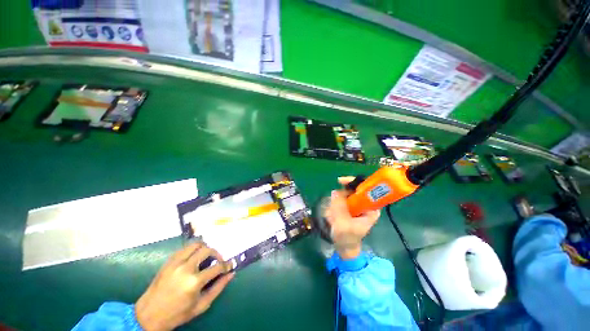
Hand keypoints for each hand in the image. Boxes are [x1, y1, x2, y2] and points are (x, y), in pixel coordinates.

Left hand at [135, 242, 233, 330]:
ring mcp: (175, 263)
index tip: (229, 265)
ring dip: (205, 248)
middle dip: (217, 253)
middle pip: (207, 250)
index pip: (217, 266)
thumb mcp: (201, 305)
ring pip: (196, 244)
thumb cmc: (177, 313)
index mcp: (194, 282)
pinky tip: (194, 258)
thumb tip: (231, 274)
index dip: (226, 265)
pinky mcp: (168, 261)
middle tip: (218, 260)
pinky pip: (185, 248)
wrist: (149, 315)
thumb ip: (218, 288)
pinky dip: (193, 250)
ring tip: (206, 256)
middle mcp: (186, 268)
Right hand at [325, 177, 380, 259]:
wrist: (344, 248)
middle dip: (340, 196)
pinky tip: (331, 216)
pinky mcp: (349, 208)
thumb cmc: (347, 238)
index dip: (354, 182)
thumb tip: (334, 191)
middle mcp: (364, 205)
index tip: (340, 181)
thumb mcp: (343, 224)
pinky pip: (340, 201)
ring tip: (331, 216)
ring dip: (335, 203)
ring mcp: (356, 206)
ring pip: (344, 195)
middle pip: (353, 190)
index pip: (366, 189)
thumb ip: (339, 207)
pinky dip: (334, 205)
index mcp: (371, 209)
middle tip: (332, 203)